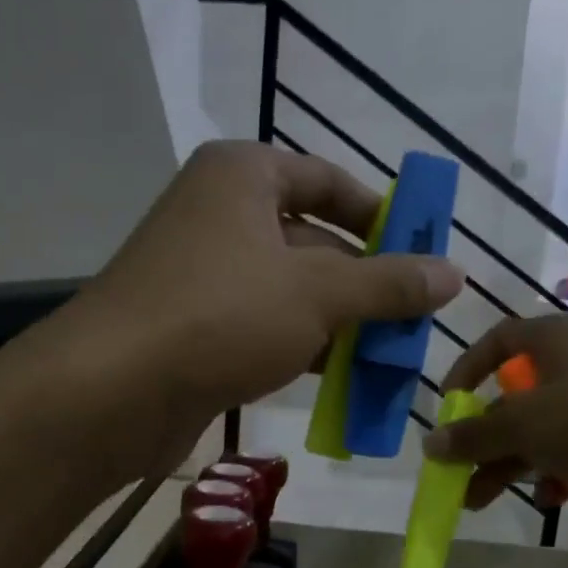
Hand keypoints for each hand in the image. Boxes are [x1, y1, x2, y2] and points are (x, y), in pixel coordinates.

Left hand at [69, 140, 463, 446]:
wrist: (114, 391)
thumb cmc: (221, 316)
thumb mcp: (318, 294)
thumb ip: (388, 283)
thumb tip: (454, 273)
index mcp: (242, 177)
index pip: (328, 181)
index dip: (380, 216)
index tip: (421, 252)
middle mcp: (219, 215)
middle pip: (312, 240)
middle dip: (364, 283)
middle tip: (414, 320)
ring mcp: (203, 274)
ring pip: (289, 291)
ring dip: (339, 323)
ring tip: (389, 357)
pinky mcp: (194, 327)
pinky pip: (263, 328)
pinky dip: (302, 348)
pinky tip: (340, 380)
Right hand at [423, 314, 567, 527]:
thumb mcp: (522, 426)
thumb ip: (473, 435)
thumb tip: (431, 444)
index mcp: (556, 340)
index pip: (500, 340)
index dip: (467, 368)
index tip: (448, 405)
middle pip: (514, 399)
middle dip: (482, 440)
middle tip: (454, 472)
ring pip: (539, 433)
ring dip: (507, 468)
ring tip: (478, 501)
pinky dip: (554, 477)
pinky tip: (549, 499)